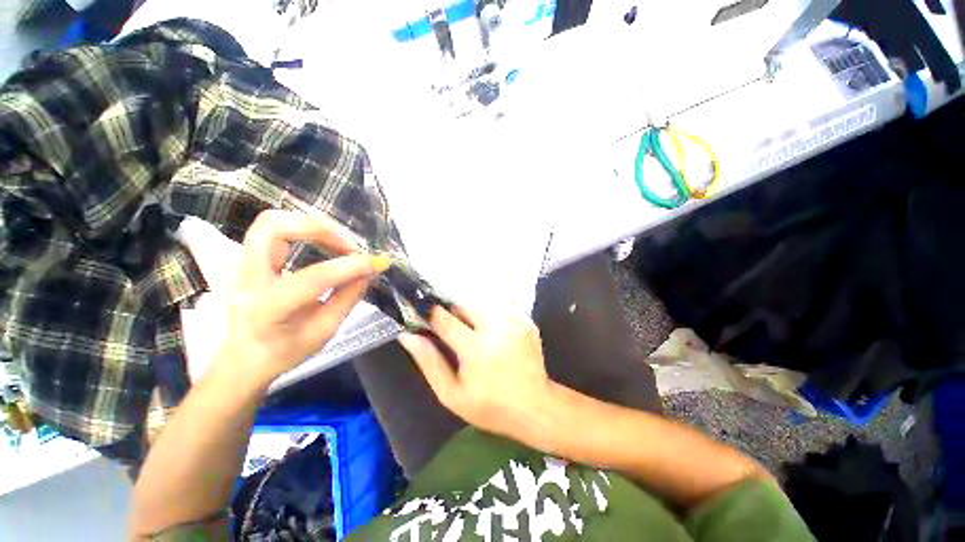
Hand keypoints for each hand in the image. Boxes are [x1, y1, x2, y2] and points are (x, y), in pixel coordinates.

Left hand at [219, 210, 389, 386]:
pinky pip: (274, 229)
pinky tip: (323, 243)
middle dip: (321, 230)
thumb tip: (369, 271)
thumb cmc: (284, 351)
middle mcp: (247, 279)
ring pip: (271, 222)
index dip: (351, 266)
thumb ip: (347, 298)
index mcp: (268, 309)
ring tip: (339, 244)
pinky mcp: (247, 258)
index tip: (379, 262)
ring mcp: (241, 264)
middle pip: (275, 228)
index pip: (313, 278)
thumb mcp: (324, 331)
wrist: (243, 359)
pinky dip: (303, 228)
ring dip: (311, 225)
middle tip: (350, 247)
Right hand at [398, 306, 558, 444]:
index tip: (428, 319)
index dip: (432, 316)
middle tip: (457, 334)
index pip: (444, 319)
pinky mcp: (525, 320)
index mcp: (475, 349)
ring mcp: (514, 321)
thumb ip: (429, 362)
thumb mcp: (451, 394)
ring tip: (476, 334)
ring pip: (482, 303)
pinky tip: (494, 335)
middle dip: (455, 314)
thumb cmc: (489, 405)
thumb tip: (408, 335)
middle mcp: (496, 329)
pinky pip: (499, 307)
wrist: (535, 405)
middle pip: (464, 305)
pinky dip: (490, 316)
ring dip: (473, 314)